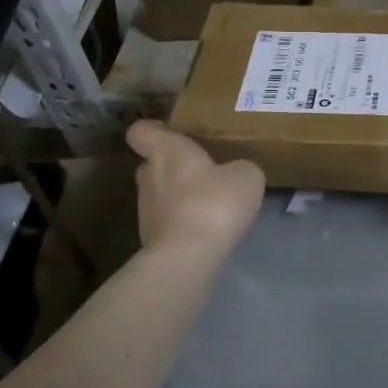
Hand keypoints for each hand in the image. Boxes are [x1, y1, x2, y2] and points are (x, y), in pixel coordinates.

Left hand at [125, 121, 264, 256]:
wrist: (188, 257)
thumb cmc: (214, 203)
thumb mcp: (246, 175)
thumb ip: (239, 167)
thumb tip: (234, 173)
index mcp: (167, 151)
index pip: (141, 131)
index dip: (154, 130)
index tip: (173, 133)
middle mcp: (148, 176)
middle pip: (152, 163)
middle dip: (174, 166)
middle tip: (202, 171)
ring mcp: (145, 210)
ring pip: (159, 194)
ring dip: (179, 196)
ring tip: (209, 204)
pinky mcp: (150, 239)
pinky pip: (167, 221)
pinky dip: (182, 222)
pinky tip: (206, 230)